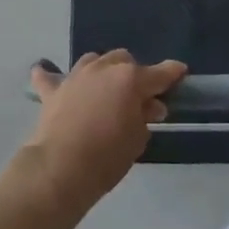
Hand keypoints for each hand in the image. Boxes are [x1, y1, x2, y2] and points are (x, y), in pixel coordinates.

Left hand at [25, 50, 185, 209]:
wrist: (61, 168)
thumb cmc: (108, 156)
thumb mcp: (137, 139)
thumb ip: (145, 116)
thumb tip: (149, 106)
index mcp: (130, 79)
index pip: (159, 73)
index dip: (172, 73)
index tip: (180, 73)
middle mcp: (103, 68)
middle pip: (124, 60)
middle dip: (133, 73)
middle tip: (137, 96)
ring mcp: (75, 76)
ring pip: (94, 60)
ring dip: (102, 70)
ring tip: (104, 89)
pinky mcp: (52, 90)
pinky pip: (50, 77)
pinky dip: (52, 77)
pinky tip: (49, 77)